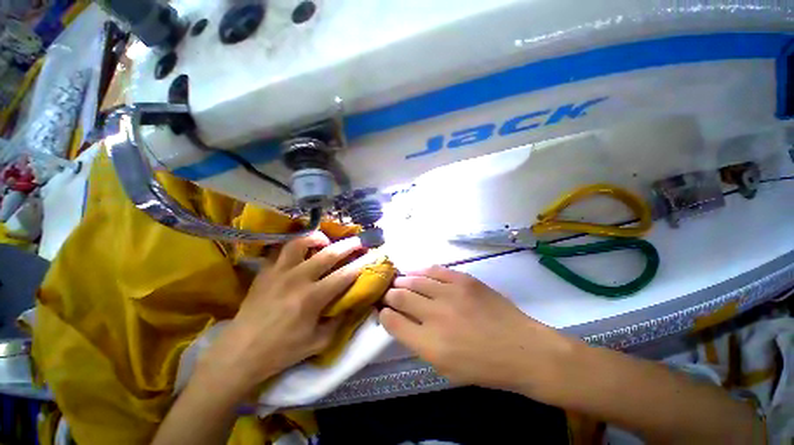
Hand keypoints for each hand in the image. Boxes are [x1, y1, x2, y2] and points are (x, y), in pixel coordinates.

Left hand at [197, 232, 363, 399]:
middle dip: (348, 245)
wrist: (240, 353)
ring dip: (317, 237)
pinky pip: (279, 249)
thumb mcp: (318, 343)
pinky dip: (292, 245)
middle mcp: (298, 279)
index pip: (344, 275)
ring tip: (325, 239)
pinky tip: (299, 248)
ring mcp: (279, 272)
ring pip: (300, 243)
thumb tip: (352, 304)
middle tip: (358, 240)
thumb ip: (339, 322)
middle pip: (328, 254)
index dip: (361, 265)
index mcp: (312, 298)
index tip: (371, 257)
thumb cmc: (282, 350)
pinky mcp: (265, 272)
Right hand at [380, 266, 574, 396]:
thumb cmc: (483, 367)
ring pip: (414, 280)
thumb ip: (419, 343)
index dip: (384, 314)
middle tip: (388, 294)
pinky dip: (421, 271)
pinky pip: (434, 270)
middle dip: (389, 295)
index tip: (383, 311)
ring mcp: (450, 293)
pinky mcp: (463, 279)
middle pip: (399, 296)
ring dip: (402, 281)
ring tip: (399, 282)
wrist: (522, 349)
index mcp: (429, 344)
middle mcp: (435, 315)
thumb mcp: (445, 369)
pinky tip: (417, 273)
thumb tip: (401, 321)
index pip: (393, 321)